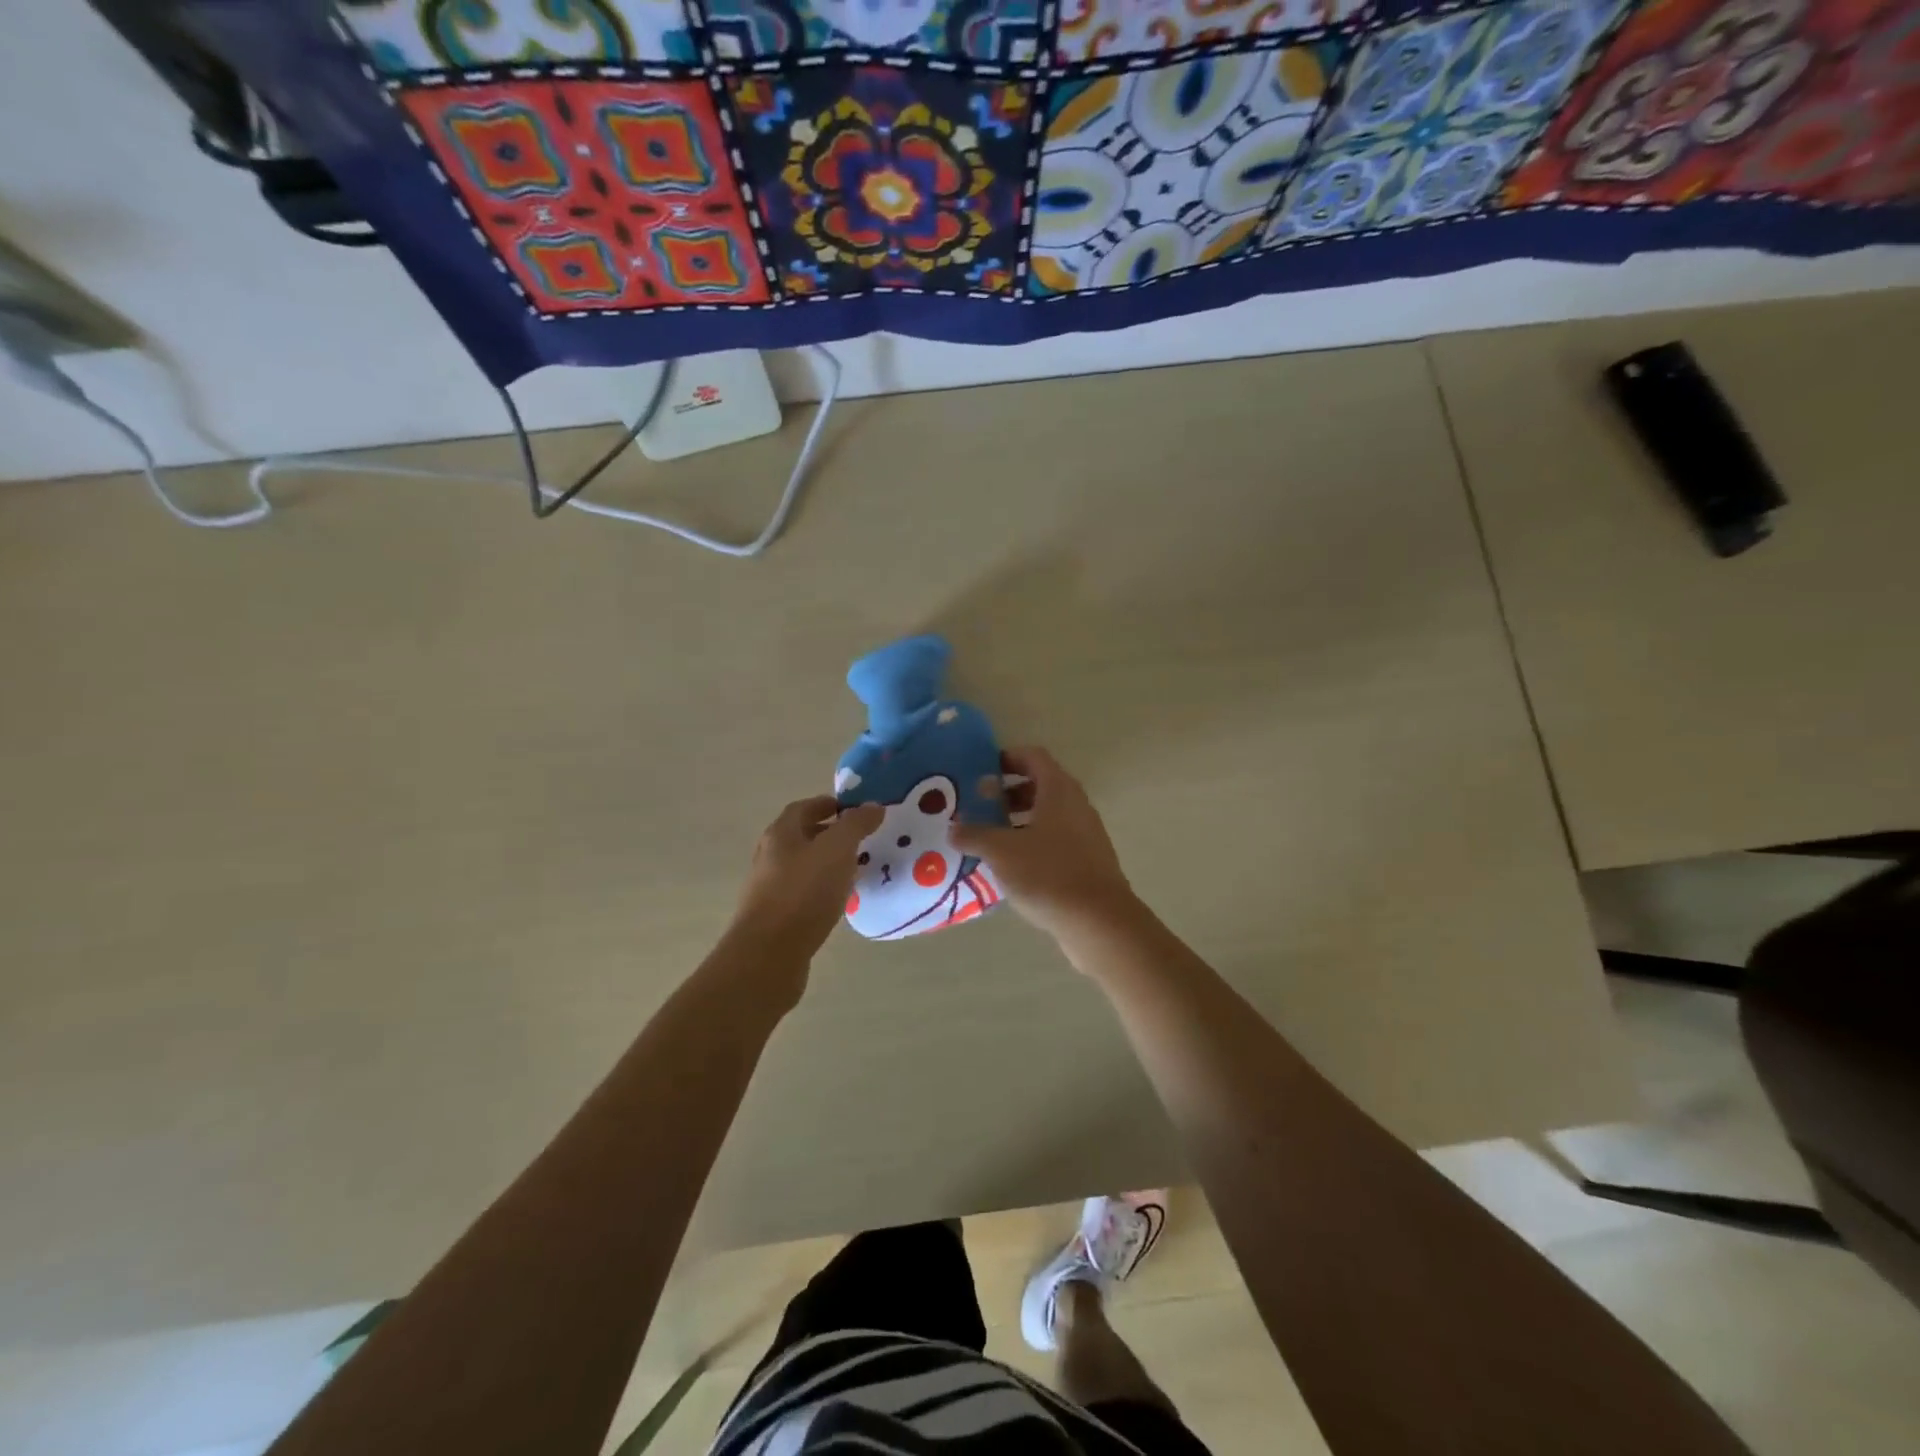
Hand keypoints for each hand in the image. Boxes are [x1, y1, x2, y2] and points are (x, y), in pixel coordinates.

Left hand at [729, 796, 883, 970]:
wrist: (769, 954)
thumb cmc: (804, 892)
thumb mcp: (837, 849)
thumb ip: (856, 824)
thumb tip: (872, 805)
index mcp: (781, 833)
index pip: (804, 807)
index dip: (830, 804)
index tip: (857, 810)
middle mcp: (770, 855)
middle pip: (802, 836)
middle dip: (831, 834)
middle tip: (863, 839)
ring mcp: (769, 887)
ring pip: (803, 866)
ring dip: (828, 863)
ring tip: (857, 870)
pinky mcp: (775, 916)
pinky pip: (803, 893)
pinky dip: (822, 889)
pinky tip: (840, 901)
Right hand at [951, 747, 1137, 942]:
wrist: (1098, 921)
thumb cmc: (1048, 874)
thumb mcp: (1001, 851)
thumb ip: (974, 835)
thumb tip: (953, 828)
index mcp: (1058, 790)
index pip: (1033, 757)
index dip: (1007, 758)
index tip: (981, 771)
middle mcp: (1076, 804)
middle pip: (1041, 785)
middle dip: (1008, 793)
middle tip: (980, 807)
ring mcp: (1086, 833)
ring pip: (1048, 815)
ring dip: (1018, 821)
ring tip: (990, 839)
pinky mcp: (1088, 860)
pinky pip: (1056, 840)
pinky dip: (1032, 843)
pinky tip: (1012, 867)